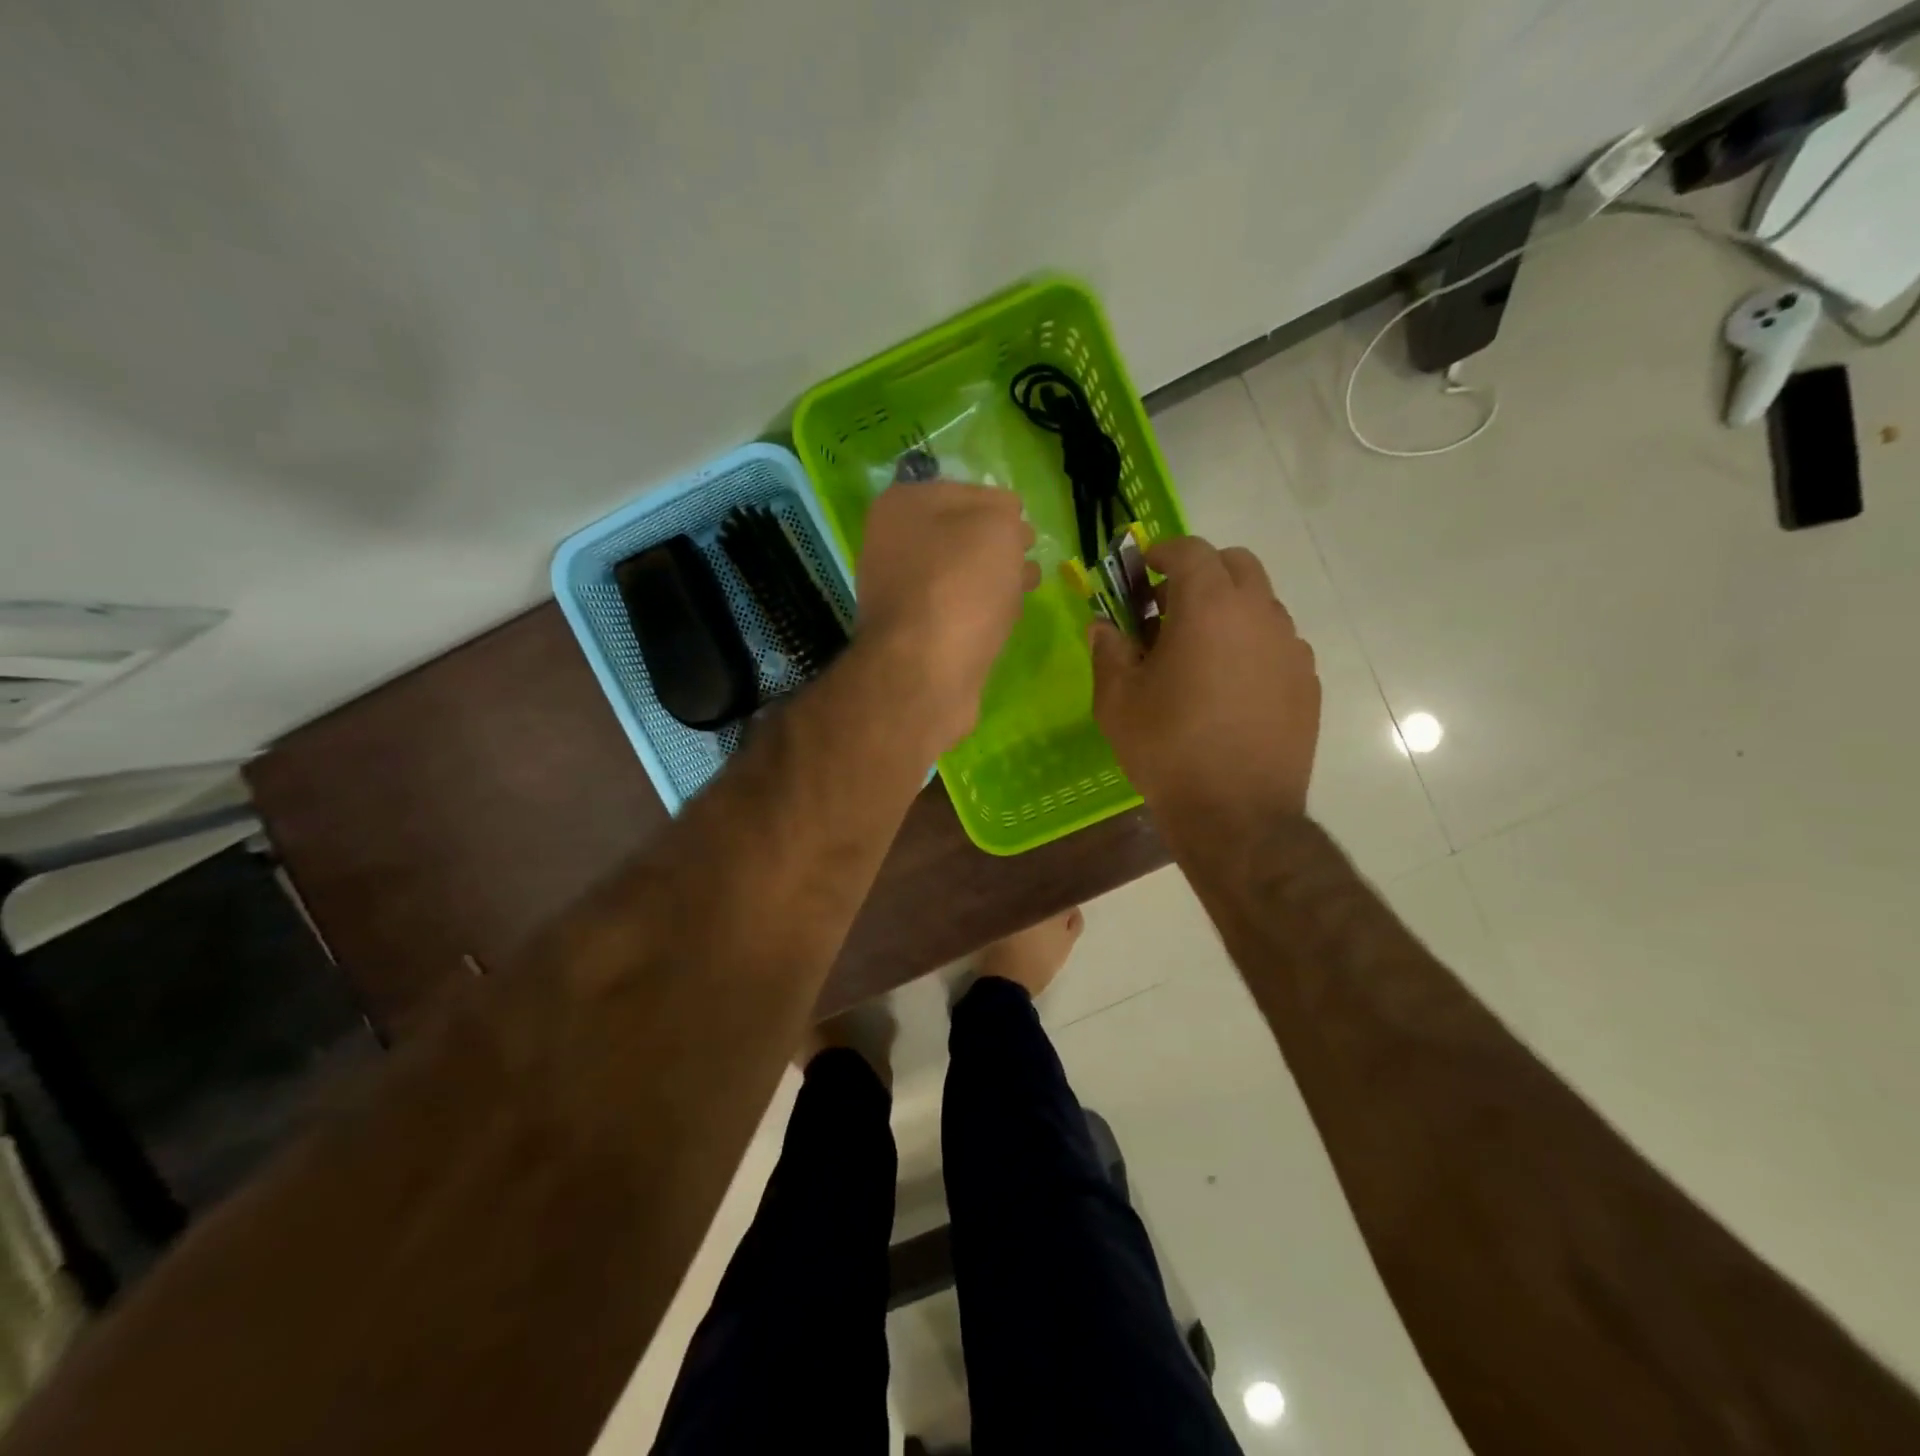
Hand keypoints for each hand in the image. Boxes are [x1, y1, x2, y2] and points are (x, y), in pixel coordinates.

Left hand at [855, 481, 1037, 750]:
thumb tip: (1006, 526)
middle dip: (997, 545)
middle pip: (959, 536)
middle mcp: (891, 544)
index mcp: (902, 505)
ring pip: (959, 575)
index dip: (998, 506)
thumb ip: (1004, 512)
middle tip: (1027, 558)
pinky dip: (980, 611)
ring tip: (1026, 588)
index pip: (963, 491)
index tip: (1023, 526)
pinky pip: (955, 611)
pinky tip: (1005, 620)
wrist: (925, 670)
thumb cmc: (960, 584)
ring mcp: (899, 593)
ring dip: (993, 578)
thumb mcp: (997, 525)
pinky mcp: (913, 635)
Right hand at [1091, 535, 1319, 827]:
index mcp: (1210, 607)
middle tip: (1168, 608)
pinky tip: (1229, 686)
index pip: (1191, 550)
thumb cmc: (1167, 748)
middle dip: (1200, 573)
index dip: (1162, 552)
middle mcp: (1259, 614)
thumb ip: (1108, 651)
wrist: (1236, 814)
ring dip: (1227, 609)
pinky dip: (1250, 644)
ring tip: (1198, 652)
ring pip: (1260, 603)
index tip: (1142, 570)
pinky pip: (1276, 642)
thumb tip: (1104, 627)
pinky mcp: (1307, 681)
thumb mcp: (1117, 700)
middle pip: (1236, 564)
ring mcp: (1291, 648)